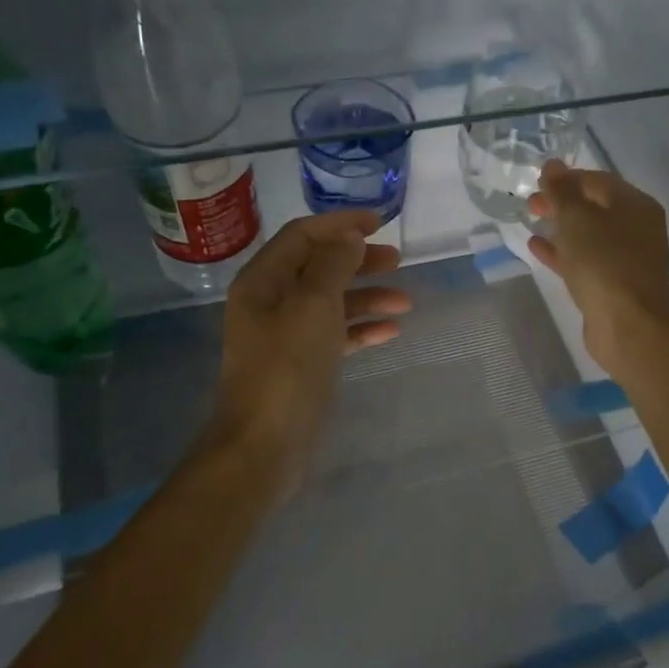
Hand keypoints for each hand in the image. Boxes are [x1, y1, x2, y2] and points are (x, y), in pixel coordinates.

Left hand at [208, 211, 410, 497]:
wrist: (264, 445)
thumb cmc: (287, 367)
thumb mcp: (314, 306)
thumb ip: (333, 264)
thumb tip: (349, 236)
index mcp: (263, 280)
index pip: (302, 235)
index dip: (340, 224)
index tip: (380, 222)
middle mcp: (270, 302)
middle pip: (318, 266)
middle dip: (358, 260)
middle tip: (397, 260)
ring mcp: (285, 335)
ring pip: (331, 302)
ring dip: (367, 296)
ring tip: (405, 301)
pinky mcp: (301, 364)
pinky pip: (335, 335)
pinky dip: (361, 328)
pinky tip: (391, 331)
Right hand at [527, 161, 668, 379]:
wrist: (627, 325)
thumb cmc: (603, 263)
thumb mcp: (577, 219)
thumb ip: (562, 190)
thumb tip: (552, 164)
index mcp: (636, 205)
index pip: (598, 180)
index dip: (566, 178)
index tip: (536, 182)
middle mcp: (637, 227)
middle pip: (594, 206)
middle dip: (561, 203)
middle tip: (530, 204)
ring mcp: (627, 258)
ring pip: (589, 234)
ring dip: (561, 227)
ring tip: (531, 221)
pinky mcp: (615, 284)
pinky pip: (586, 259)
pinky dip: (563, 251)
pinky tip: (537, 247)